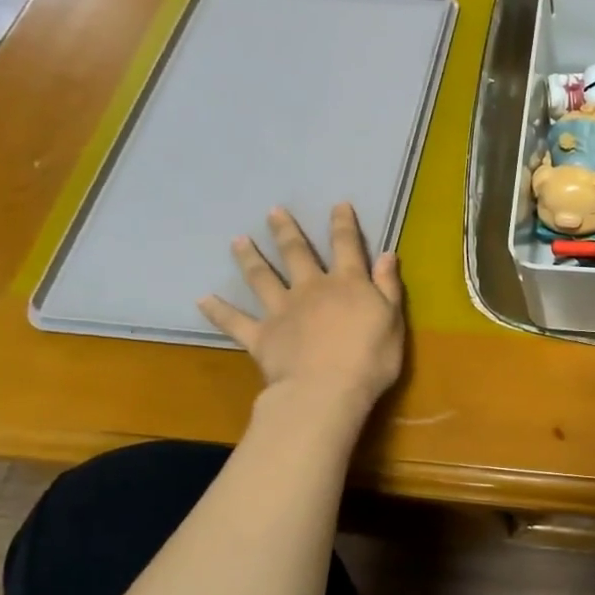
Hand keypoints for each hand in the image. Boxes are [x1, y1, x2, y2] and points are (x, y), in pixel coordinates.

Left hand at [199, 204, 405, 413]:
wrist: (327, 390)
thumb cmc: (370, 358)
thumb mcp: (392, 320)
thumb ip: (388, 286)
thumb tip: (387, 254)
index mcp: (347, 283)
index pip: (346, 245)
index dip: (343, 223)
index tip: (337, 204)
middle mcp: (311, 288)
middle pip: (297, 253)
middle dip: (286, 231)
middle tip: (273, 212)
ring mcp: (282, 310)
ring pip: (262, 278)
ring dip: (249, 258)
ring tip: (237, 241)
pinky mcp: (261, 336)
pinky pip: (235, 321)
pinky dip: (218, 311)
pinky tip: (202, 299)